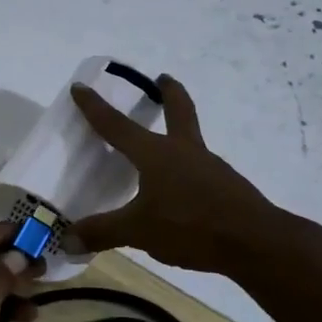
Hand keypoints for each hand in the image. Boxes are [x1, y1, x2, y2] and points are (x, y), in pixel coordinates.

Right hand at [69, 75, 321, 274]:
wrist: (255, 242)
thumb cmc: (191, 226)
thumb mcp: (138, 232)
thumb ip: (102, 232)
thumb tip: (66, 240)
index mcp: (156, 154)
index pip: (117, 125)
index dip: (95, 107)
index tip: (81, 86)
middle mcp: (184, 151)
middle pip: (178, 110)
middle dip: (168, 92)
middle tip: (162, 78)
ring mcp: (210, 167)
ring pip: (190, 140)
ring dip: (178, 132)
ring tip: (163, 148)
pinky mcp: (227, 187)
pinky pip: (200, 169)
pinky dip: (187, 169)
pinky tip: (180, 191)